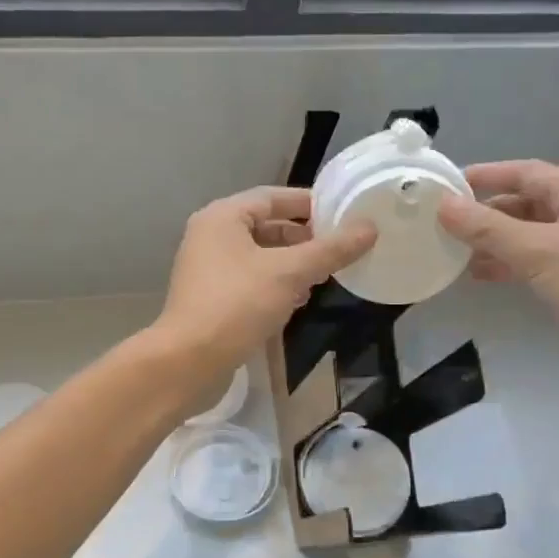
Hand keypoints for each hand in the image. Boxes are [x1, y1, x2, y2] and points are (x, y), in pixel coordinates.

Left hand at [154, 186, 376, 384]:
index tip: (343, 213)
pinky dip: (275, 284)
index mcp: (223, 217)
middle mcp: (211, 236)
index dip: (309, 203)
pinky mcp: (211, 298)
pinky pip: (250, 279)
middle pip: (266, 225)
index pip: (273, 196)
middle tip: (338, 248)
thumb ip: (330, 250)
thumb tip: (369, 228)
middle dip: (303, 237)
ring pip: (259, 255)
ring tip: (324, 274)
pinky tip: (298, 300)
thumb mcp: (289, 273)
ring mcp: (208, 268)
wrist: (188, 361)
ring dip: (291, 263)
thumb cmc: (237, 305)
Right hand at [436, 160, 558, 398]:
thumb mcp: (540, 251)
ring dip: (493, 242)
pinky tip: (482, 276)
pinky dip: (509, 265)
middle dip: (485, 213)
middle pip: (526, 203)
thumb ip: (489, 228)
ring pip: (528, 235)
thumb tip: (443, 204)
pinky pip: (536, 262)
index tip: (445, 184)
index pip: (525, 172)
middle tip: (442, 223)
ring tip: (454, 253)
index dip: (485, 175)